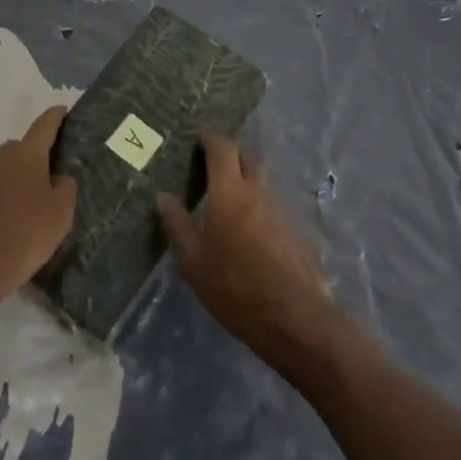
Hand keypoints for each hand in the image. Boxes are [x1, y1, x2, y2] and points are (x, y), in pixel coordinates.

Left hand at [0, 106, 77, 310]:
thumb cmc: (24, 234)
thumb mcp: (61, 213)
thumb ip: (65, 188)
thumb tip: (58, 178)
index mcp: (26, 153)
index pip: (45, 124)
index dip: (56, 116)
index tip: (63, 111)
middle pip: (22, 148)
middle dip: (36, 156)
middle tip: (51, 176)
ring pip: (4, 170)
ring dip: (16, 180)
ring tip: (29, 205)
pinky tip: (7, 223)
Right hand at [158, 134, 341, 369]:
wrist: (297, 319)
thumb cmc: (236, 288)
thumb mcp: (194, 263)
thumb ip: (178, 225)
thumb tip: (163, 196)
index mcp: (229, 191)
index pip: (222, 147)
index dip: (210, 140)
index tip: (197, 143)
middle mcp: (257, 190)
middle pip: (245, 158)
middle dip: (228, 157)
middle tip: (209, 172)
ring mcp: (281, 209)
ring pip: (260, 182)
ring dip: (244, 183)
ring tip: (227, 205)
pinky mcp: (296, 230)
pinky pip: (272, 206)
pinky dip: (258, 207)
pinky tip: (250, 234)